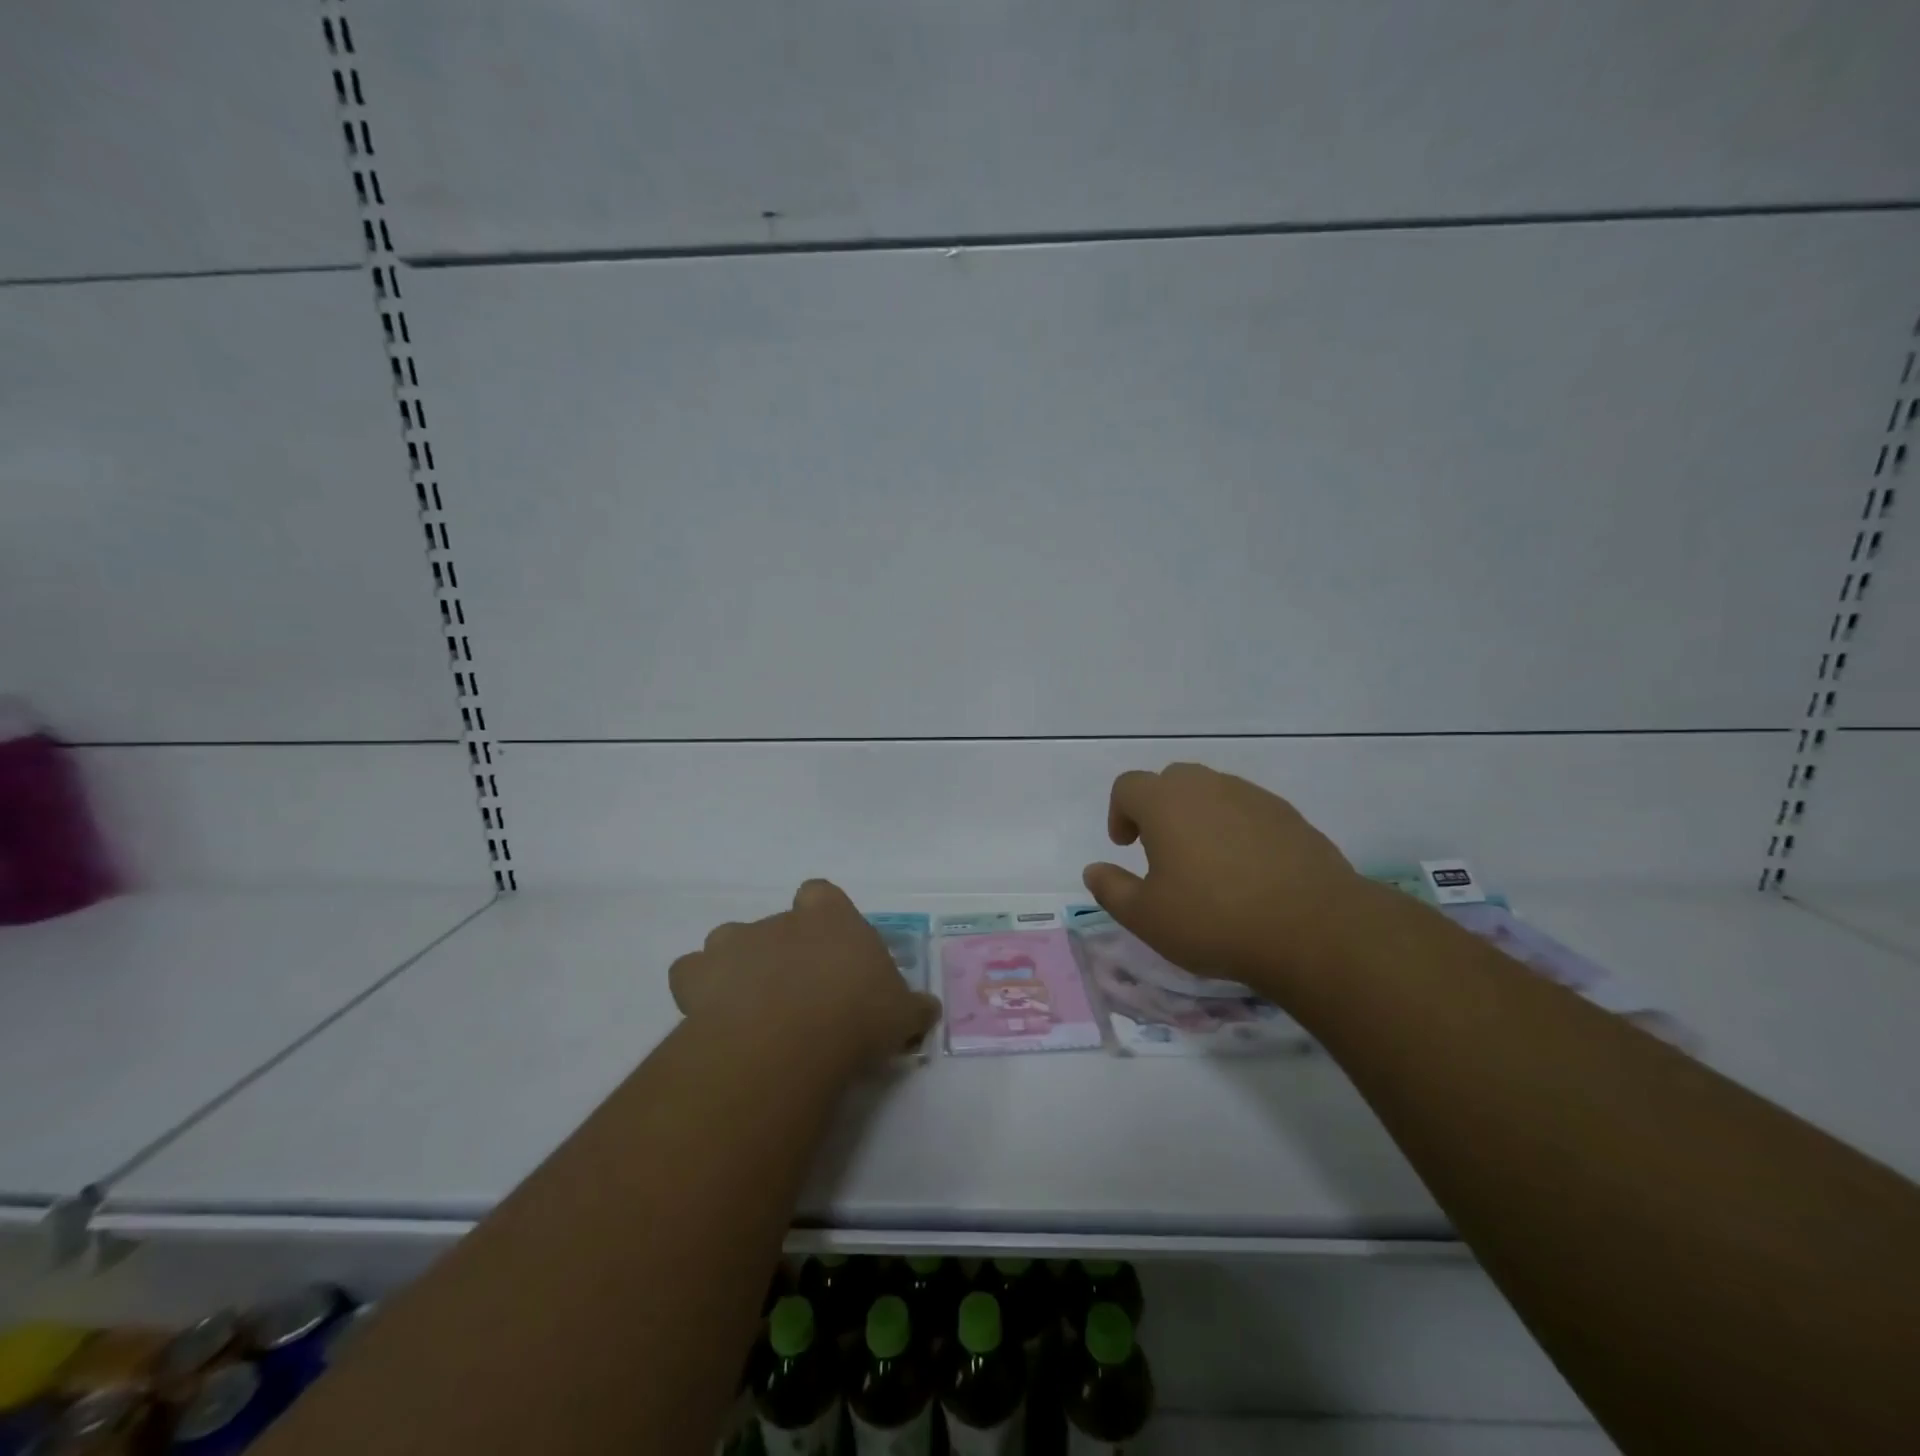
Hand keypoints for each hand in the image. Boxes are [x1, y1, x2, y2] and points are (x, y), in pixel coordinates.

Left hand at [669, 879, 941, 1071]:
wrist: (792, 1038)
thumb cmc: (857, 1014)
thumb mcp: (901, 1013)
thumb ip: (913, 1007)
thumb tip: (929, 1010)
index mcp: (830, 918)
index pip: (821, 895)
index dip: (822, 918)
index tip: (830, 949)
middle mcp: (781, 920)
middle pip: (776, 923)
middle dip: (782, 951)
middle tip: (796, 994)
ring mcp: (735, 943)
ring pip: (729, 941)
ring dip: (738, 966)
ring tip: (752, 1007)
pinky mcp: (698, 975)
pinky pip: (691, 973)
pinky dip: (698, 990)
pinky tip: (714, 1018)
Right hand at [1082, 763, 1374, 994]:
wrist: (1314, 929)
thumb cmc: (1215, 920)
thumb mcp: (1147, 917)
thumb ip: (1111, 890)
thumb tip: (1093, 870)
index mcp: (1166, 803)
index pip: (1128, 786)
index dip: (1119, 812)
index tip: (1126, 846)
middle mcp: (1208, 787)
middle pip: (1172, 781)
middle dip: (1159, 809)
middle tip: (1162, 851)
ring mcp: (1253, 798)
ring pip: (1213, 792)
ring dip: (1199, 817)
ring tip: (1206, 863)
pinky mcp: (1290, 816)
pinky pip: (1248, 810)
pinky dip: (1236, 828)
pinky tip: (1247, 870)